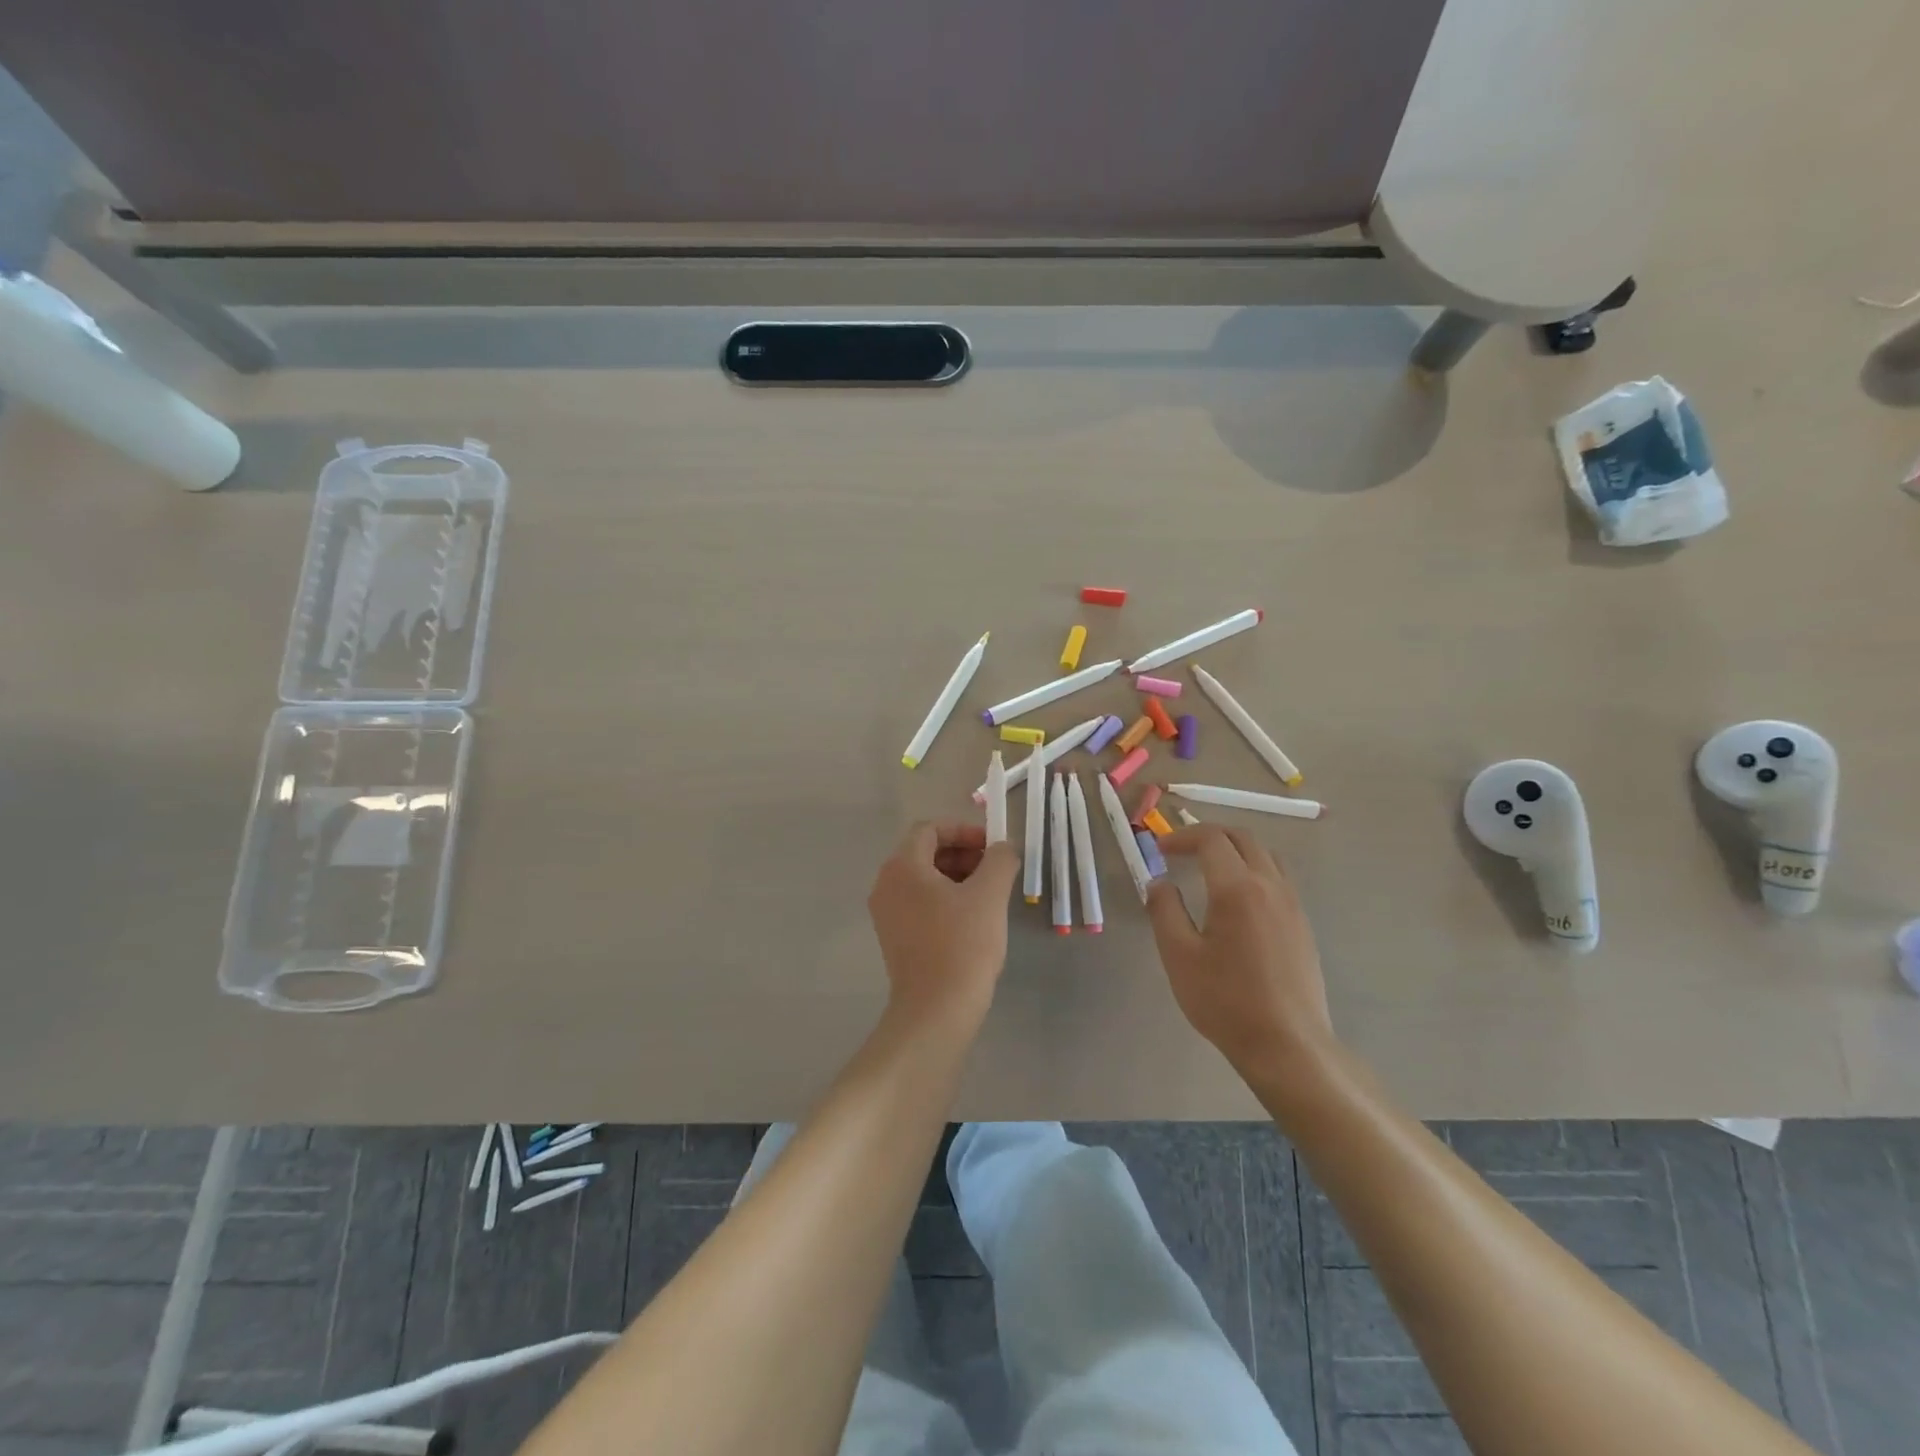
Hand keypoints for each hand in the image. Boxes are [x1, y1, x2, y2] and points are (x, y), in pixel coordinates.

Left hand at [868, 821, 1020, 1031]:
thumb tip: (1004, 848)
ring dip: (956, 876)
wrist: (936, 1011)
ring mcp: (886, 913)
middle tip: (995, 869)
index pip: (930, 829)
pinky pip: (919, 902)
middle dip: (962, 853)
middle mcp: (886, 884)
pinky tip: (972, 918)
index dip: (964, 830)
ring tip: (989, 894)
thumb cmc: (963, 945)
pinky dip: (944, 899)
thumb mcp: (990, 895)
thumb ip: (1000, 860)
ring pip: (923, 879)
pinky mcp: (894, 937)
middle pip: (924, 852)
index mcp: (902, 866)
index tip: (992, 847)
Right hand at [1145, 825, 1334, 1079]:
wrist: (1287, 1044)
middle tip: (1181, 850)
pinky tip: (1237, 900)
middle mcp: (1270, 886)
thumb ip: (1164, 910)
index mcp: (1237, 888)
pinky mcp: (1303, 924)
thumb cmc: (1226, 1001)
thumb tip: (1159, 882)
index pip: (1211, 839)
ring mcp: (1292, 904)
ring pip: (1265, 855)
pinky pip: (1279, 878)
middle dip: (1208, 835)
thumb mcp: (1179, 956)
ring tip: (1209, 868)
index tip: (1160, 849)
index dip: (1182, 836)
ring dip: (1235, 849)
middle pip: (1242, 837)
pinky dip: (1254, 869)